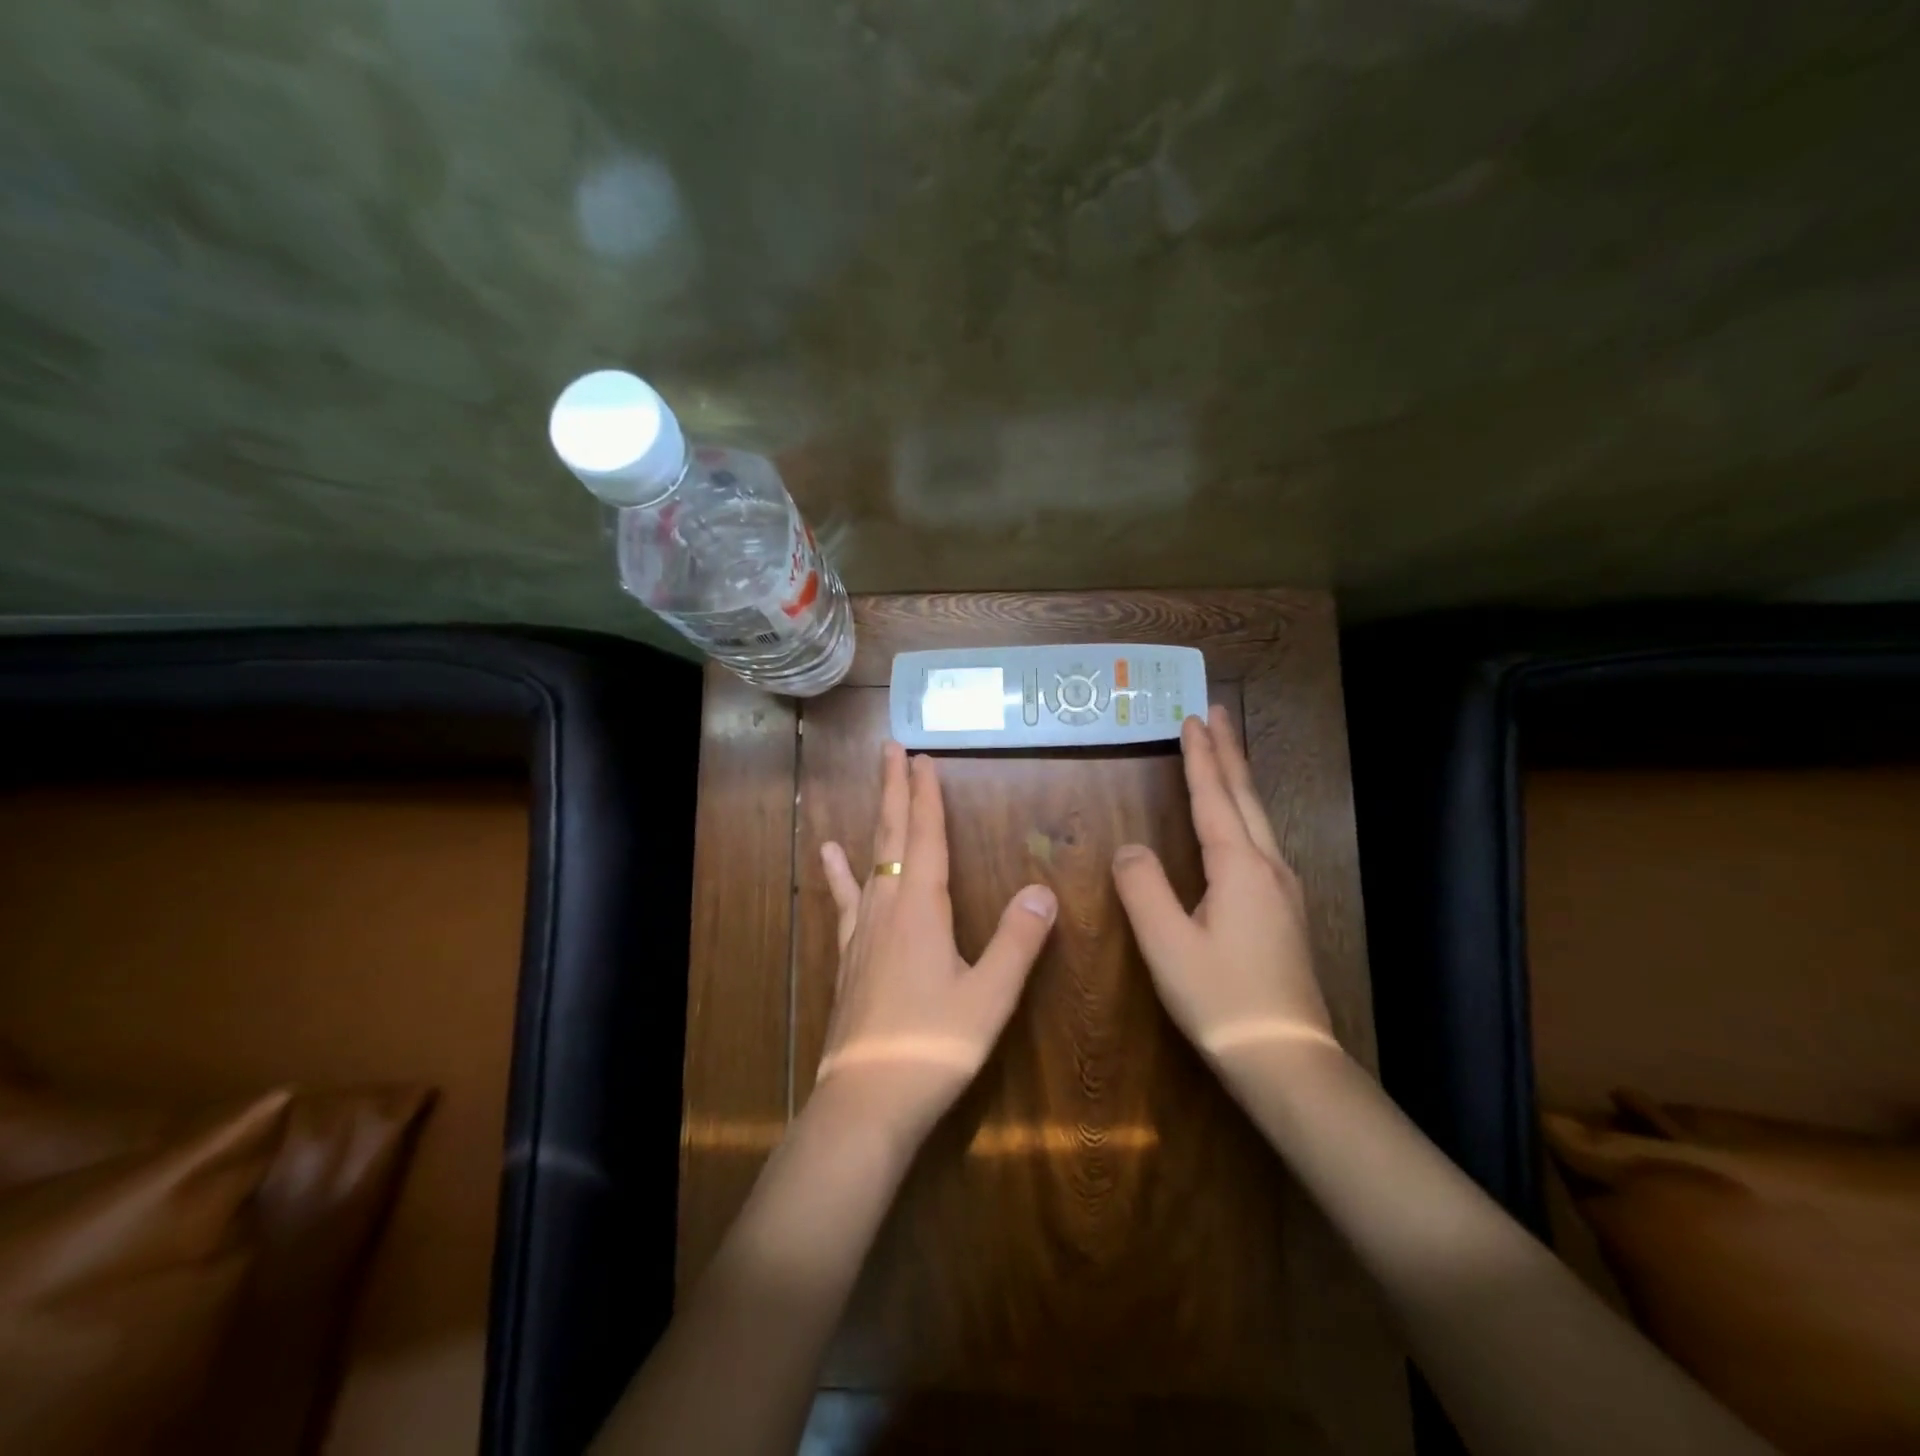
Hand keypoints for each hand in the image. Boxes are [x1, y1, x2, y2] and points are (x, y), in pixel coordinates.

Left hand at [818, 743, 1057, 1146]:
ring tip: (876, 784)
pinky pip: (846, 899)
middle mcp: (887, 909)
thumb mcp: (989, 998)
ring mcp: (862, 931)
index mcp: (922, 911)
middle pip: (891, 837)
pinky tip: (829, 854)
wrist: (866, 1101)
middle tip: (892, 748)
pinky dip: (839, 872)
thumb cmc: (933, 1047)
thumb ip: (1017, 941)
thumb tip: (1043, 889)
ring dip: (876, 819)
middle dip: (894, 790)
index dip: (926, 797)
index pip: (926, 839)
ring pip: (870, 860)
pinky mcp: (849, 956)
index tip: (924, 757)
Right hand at [1111, 705, 1335, 1061]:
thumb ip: (1142, 887)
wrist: (1286, 1058)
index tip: (1193, 718)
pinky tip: (1240, 825)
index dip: (1200, 757)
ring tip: (1225, 755)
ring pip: (1257, 819)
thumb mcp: (1167, 943)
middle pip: (1245, 797)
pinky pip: (1259, 842)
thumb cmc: (1221, 999)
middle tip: (1217, 713)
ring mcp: (1282, 891)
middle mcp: (1267, 868)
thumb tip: (1129, 848)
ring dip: (1238, 780)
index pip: (1214, 798)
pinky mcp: (1283, 913)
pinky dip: (1244, 813)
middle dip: (1228, 753)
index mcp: (1239, 868)